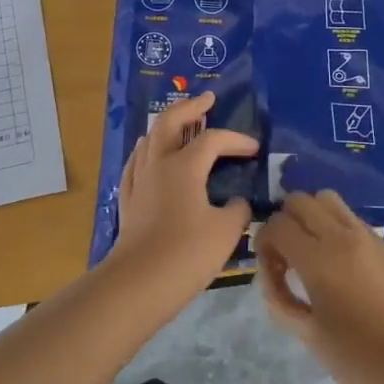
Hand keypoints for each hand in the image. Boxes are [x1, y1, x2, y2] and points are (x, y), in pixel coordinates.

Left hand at [103, 90, 256, 305]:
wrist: (138, 284)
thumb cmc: (186, 253)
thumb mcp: (226, 232)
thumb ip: (237, 211)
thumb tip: (237, 203)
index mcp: (183, 166)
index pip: (213, 140)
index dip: (236, 140)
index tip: (255, 149)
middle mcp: (158, 164)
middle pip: (169, 122)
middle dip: (190, 107)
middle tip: (206, 99)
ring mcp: (139, 182)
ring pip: (149, 139)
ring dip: (167, 126)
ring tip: (180, 124)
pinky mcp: (128, 201)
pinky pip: (136, 163)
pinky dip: (147, 152)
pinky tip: (149, 156)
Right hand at [256, 191, 383, 383]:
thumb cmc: (360, 362)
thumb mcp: (309, 336)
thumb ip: (281, 300)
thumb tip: (273, 276)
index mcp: (319, 260)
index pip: (277, 225)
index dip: (264, 242)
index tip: (271, 268)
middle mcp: (343, 236)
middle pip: (300, 200)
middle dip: (285, 221)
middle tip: (288, 256)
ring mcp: (370, 237)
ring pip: (329, 200)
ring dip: (312, 217)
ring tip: (314, 252)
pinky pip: (354, 221)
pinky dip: (338, 229)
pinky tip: (344, 266)